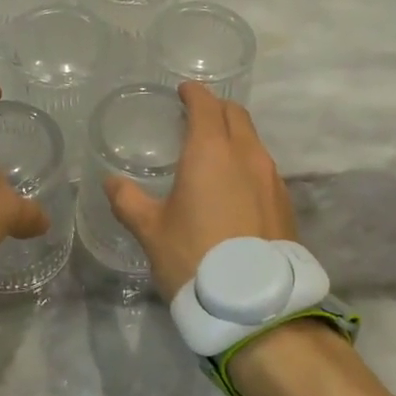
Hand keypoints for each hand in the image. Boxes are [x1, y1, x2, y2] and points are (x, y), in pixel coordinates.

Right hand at [104, 82, 297, 297]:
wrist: (255, 304)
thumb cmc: (195, 257)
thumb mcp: (151, 231)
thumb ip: (128, 201)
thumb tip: (111, 182)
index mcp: (211, 151)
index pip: (205, 105)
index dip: (193, 93)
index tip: (182, 91)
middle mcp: (246, 155)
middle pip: (235, 115)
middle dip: (216, 108)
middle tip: (195, 116)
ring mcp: (271, 178)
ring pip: (253, 140)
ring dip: (234, 135)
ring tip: (212, 151)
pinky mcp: (284, 202)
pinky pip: (263, 167)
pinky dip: (246, 162)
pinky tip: (233, 185)